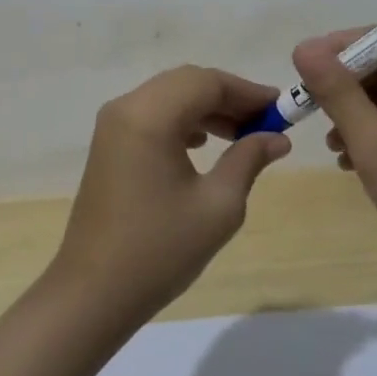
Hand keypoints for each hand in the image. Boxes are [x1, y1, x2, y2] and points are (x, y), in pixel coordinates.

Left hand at [48, 66, 292, 326]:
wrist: (93, 293)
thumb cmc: (160, 250)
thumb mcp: (217, 206)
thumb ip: (248, 159)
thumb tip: (277, 137)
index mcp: (149, 116)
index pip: (207, 82)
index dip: (248, 92)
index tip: (282, 109)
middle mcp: (126, 107)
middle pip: (186, 82)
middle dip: (229, 97)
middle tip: (266, 122)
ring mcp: (113, 124)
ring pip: (169, 95)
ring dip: (207, 108)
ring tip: (242, 135)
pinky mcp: (109, 143)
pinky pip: (152, 114)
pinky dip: (182, 120)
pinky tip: (203, 145)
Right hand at [292, 31, 376, 278]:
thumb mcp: (374, 142)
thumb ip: (337, 91)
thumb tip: (303, 46)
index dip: (344, 48)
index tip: (305, 64)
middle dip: (349, 87)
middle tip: (310, 104)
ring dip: (358, 114)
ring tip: (332, 143)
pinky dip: (375, 134)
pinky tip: (350, 160)